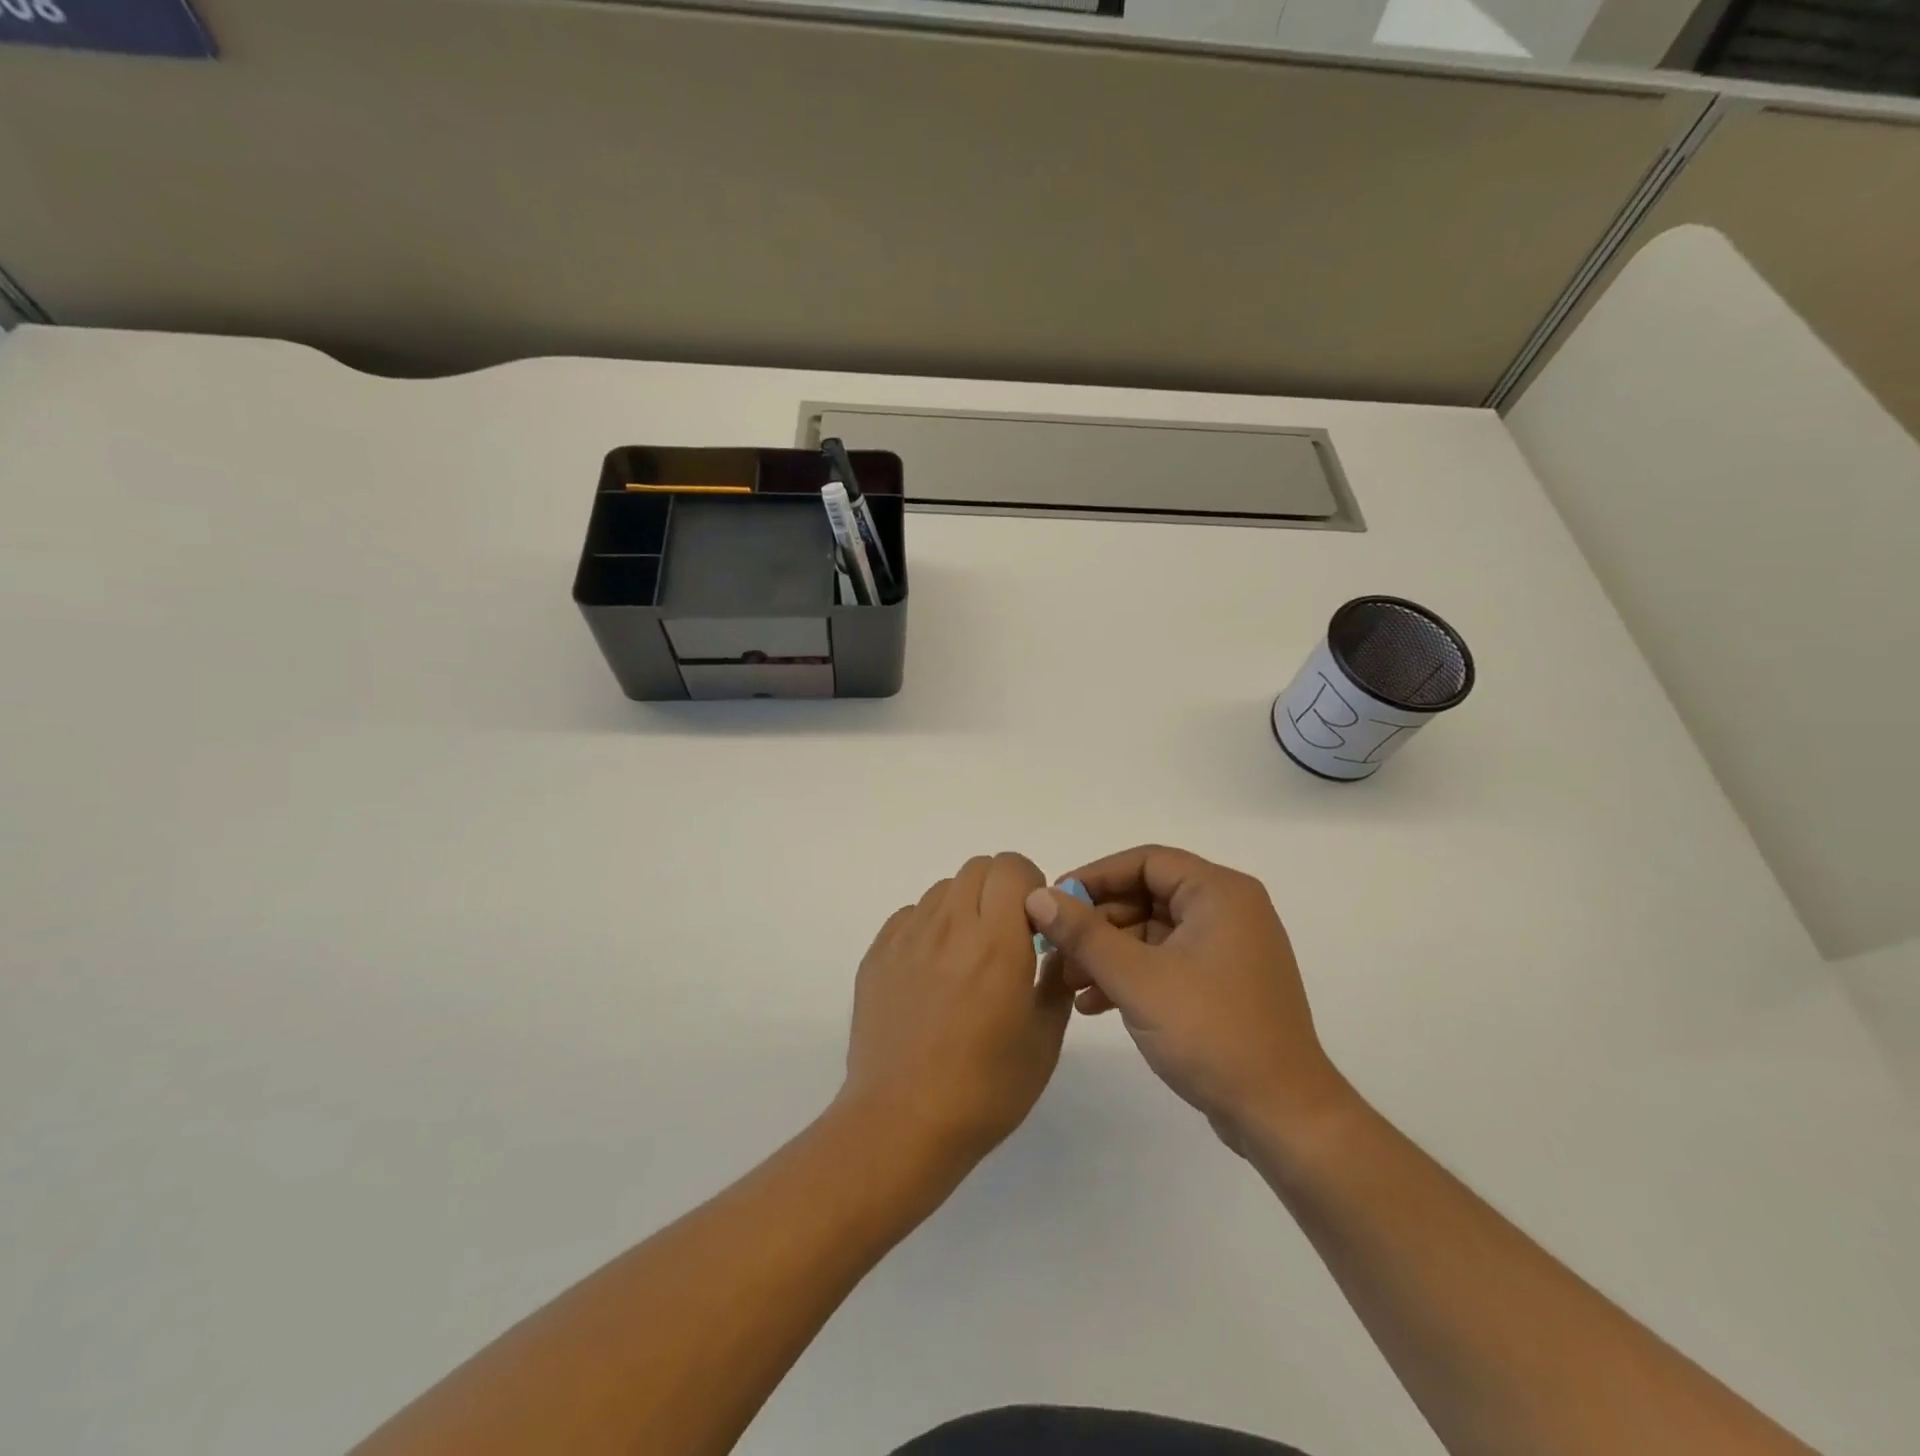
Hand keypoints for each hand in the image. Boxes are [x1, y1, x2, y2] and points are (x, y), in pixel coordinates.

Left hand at [841, 853, 1074, 1174]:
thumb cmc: (986, 1089)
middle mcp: (949, 926)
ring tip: (966, 958)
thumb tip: (1054, 945)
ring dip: (964, 907)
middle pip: (976, 867)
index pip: (1010, 866)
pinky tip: (932, 974)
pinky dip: (930, 928)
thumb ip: (1056, 977)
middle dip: (999, 889)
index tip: (1034, 923)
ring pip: (942, 889)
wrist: (901, 1123)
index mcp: (996, 941)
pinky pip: (910, 916)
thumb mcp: (1044, 1038)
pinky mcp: (876, 954)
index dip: (1029, 884)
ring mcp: (906, 937)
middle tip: (1005, 936)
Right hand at [1025, 845, 1352, 1152]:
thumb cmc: (1211, 1033)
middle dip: (1097, 924)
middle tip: (1056, 950)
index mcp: (1219, 893)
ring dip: (1107, 954)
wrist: (1282, 1117)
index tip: (1054, 901)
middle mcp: (1228, 911)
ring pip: (1152, 932)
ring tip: (1068, 983)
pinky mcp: (1222, 984)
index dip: (1095, 877)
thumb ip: (1084, 934)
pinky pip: (1166, 961)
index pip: (1145, 861)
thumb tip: (1038, 896)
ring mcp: (1227, 949)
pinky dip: (1131, 976)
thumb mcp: (1137, 980)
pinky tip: (1093, 1004)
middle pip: (1146, 896)